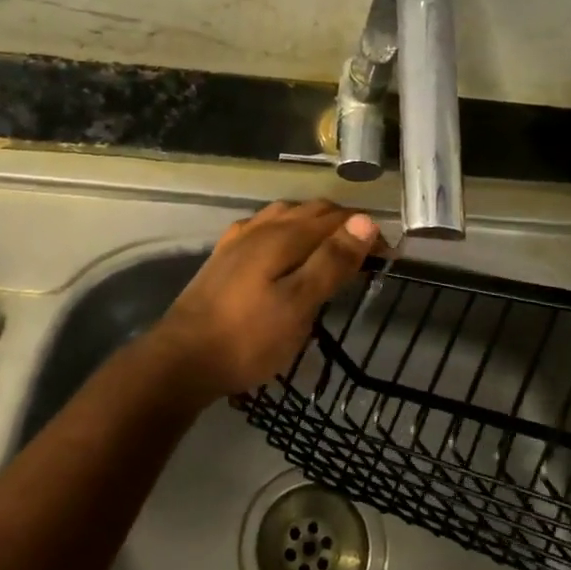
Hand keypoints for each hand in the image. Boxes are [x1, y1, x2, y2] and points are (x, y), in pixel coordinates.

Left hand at [153, 200, 379, 402]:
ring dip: (316, 223)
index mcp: (285, 236)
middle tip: (367, 254)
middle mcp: (263, 227)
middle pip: (312, 211)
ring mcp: (239, 239)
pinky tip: (284, 247)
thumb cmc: (247, 338)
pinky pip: (265, 227)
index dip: (366, 231)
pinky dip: (288, 229)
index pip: (337, 219)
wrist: (182, 358)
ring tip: (333, 247)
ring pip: (287, 215)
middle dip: (344, 224)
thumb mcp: (298, 306)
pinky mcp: (225, 256)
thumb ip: (331, 262)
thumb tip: (365, 221)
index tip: (389, 255)